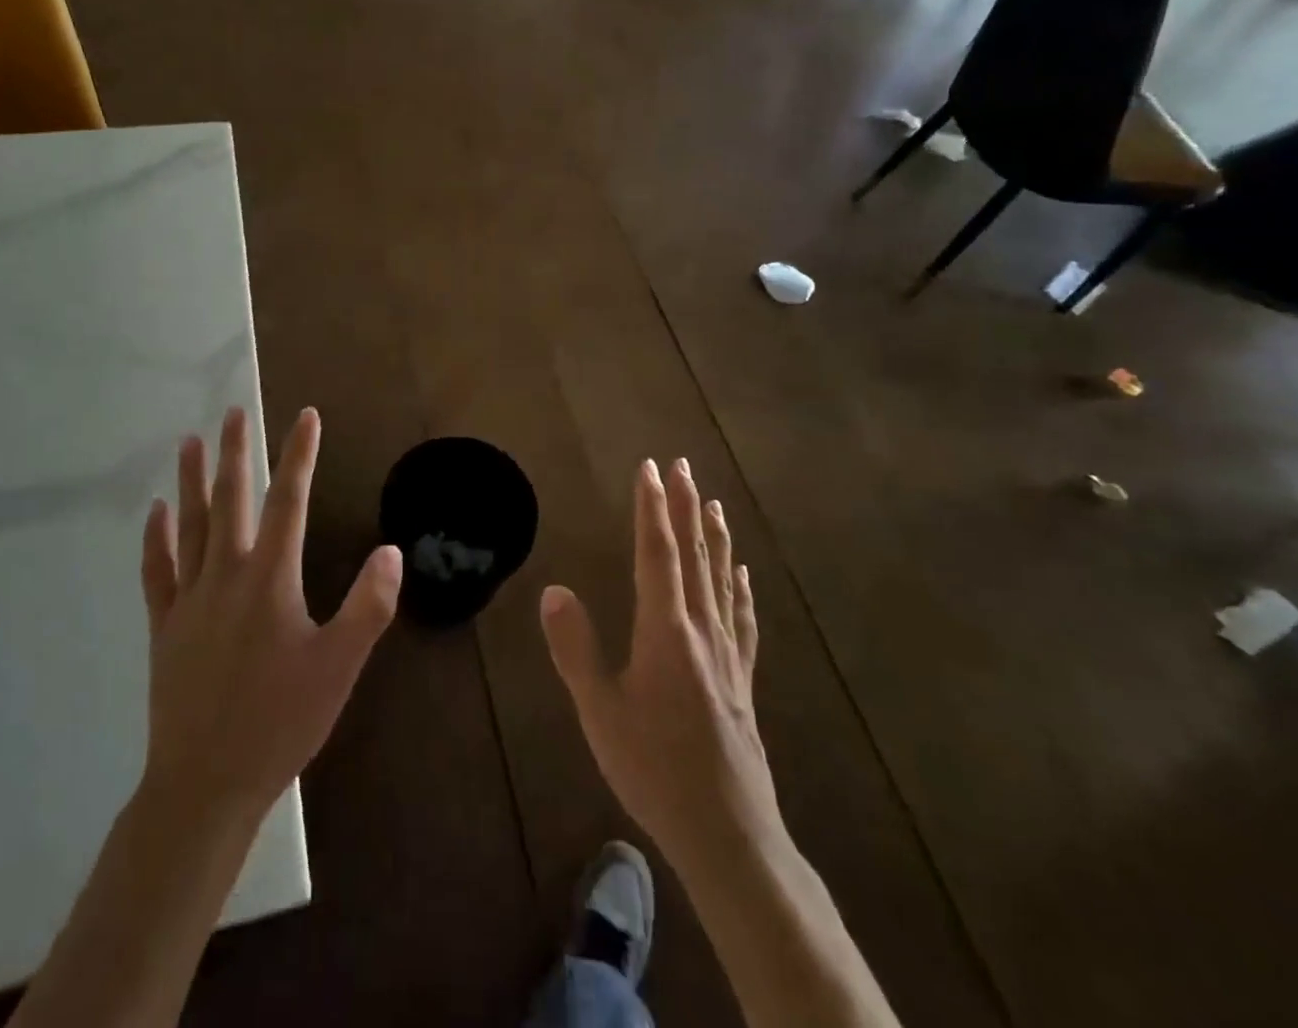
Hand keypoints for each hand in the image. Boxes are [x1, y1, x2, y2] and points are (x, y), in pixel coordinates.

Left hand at [140, 406, 401, 825]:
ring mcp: (189, 599)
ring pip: (190, 524)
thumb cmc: (280, 722)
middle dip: (236, 452)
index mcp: (269, 579)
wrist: (206, 784)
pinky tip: (156, 511)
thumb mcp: (339, 667)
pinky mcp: (165, 626)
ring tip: (190, 440)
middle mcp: (226, 575)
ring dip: (191, 480)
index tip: (305, 416)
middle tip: (235, 412)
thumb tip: (391, 550)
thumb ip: (368, 606)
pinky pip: (158, 569)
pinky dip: (156, 536)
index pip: (288, 501)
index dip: (298, 455)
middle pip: (231, 500)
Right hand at [540, 458, 777, 873]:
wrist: (728, 833)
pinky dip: (740, 587)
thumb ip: (576, 648)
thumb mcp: (600, 711)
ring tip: (714, 503)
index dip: (652, 508)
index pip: (657, 554)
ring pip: (722, 579)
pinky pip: (742, 618)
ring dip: (715, 537)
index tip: (650, 468)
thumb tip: (555, 590)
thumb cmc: (655, 769)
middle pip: (694, 555)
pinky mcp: (742, 679)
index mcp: (665, 631)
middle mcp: (701, 630)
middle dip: (687, 506)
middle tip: (684, 465)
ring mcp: (728, 654)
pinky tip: (743, 574)